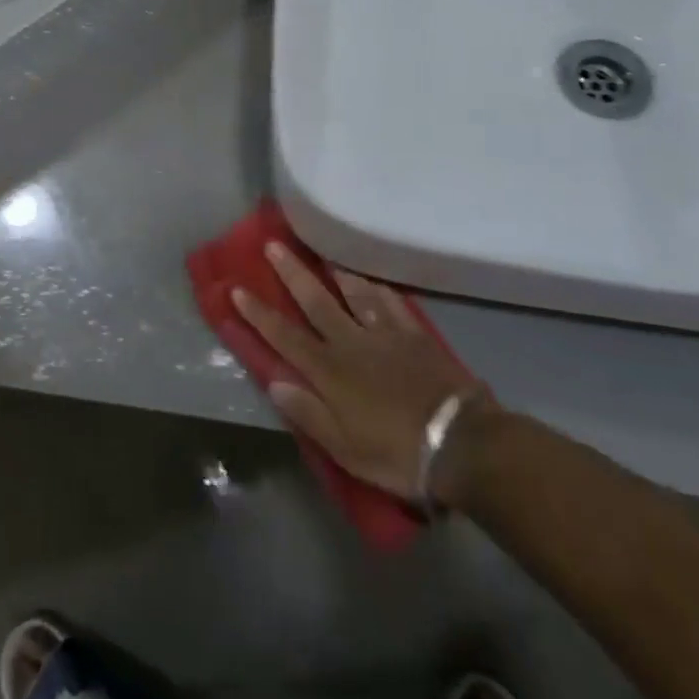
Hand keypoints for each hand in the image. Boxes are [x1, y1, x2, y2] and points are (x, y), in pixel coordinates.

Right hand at [230, 245, 489, 504]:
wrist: (460, 443)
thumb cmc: (396, 453)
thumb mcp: (344, 448)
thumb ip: (308, 414)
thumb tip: (275, 383)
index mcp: (329, 371)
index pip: (285, 336)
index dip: (259, 313)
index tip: (238, 288)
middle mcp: (352, 343)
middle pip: (316, 302)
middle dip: (292, 274)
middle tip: (274, 245)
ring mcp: (386, 335)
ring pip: (356, 294)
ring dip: (336, 273)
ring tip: (324, 257)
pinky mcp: (416, 336)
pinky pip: (393, 304)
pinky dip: (379, 290)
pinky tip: (375, 283)